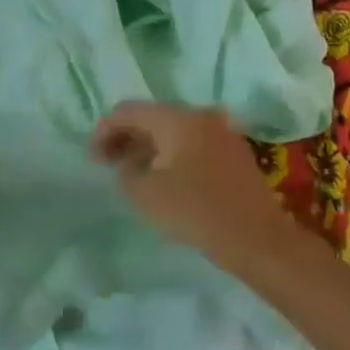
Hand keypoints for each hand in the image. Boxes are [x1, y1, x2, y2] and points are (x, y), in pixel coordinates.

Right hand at [91, 102, 293, 267]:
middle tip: (106, 163)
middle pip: (153, 117)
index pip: (129, 110)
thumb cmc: (197, 211)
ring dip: (150, 148)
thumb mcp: (147, 194)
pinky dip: (172, 155)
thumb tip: (125, 161)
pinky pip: (193, 144)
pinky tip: (164, 178)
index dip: (105, 130)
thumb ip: (126, 171)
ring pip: (174, 131)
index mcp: (178, 117)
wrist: (258, 239)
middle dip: (127, 137)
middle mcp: (201, 114)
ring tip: (132, 173)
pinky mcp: (234, 152)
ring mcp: (222, 131)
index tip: (91, 157)